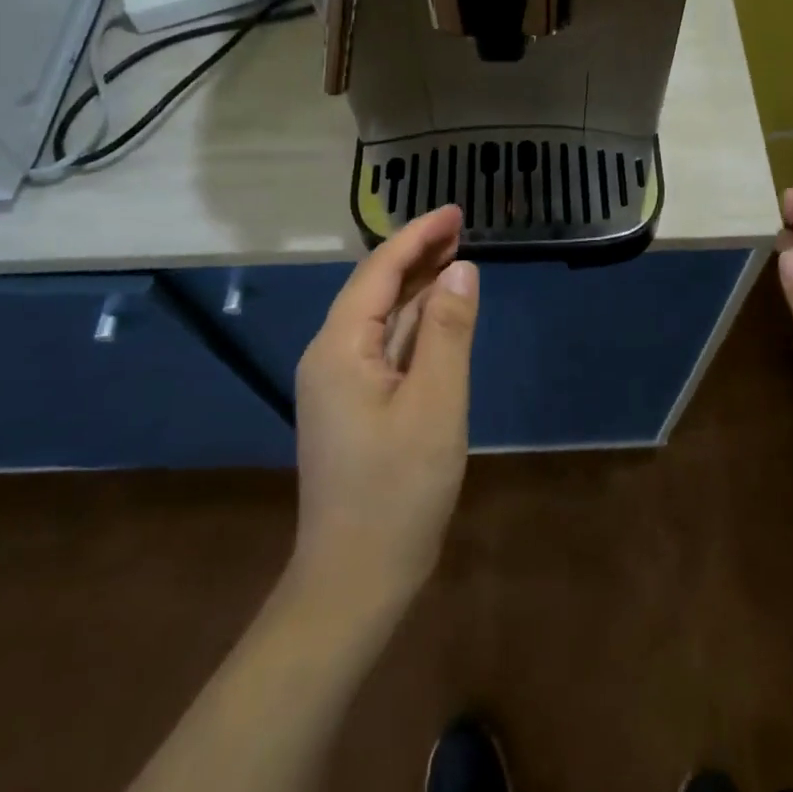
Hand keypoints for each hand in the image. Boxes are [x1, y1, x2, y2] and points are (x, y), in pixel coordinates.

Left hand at [290, 205, 478, 620]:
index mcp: (340, 347)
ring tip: (455, 257)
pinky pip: (384, 346)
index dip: (418, 235)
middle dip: (417, 253)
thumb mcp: (436, 404)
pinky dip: (414, 322)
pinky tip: (438, 313)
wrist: (355, 580)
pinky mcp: (353, 405)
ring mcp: (338, 382)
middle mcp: (330, 355)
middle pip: (375, 288)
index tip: (456, 211)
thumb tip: (461, 269)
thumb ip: (448, 331)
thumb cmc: (398, 490)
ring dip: (417, 285)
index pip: (379, 271)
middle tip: (462, 227)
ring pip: (381, 317)